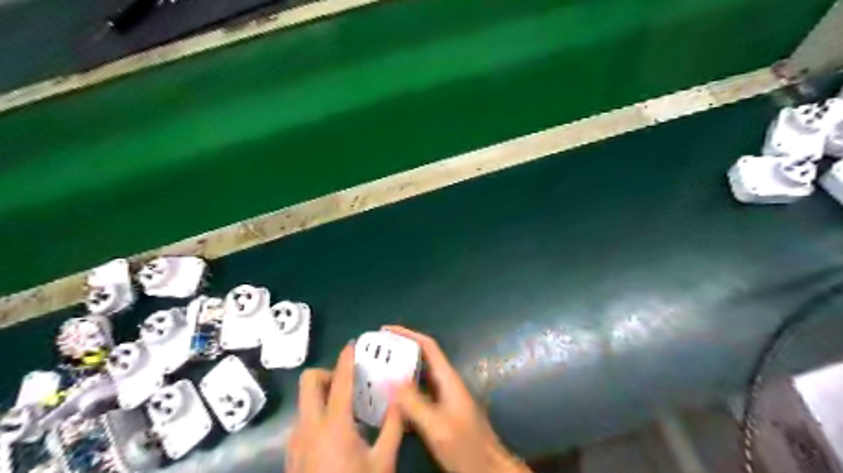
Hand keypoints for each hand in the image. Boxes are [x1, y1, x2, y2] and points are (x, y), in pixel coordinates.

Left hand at [289, 343, 403, 472]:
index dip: (346, 359)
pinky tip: (335, 434)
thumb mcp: (383, 462)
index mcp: (334, 425)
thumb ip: (393, 426)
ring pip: (304, 401)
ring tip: (346, 410)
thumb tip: (400, 399)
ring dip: (322, 395)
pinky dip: (317, 414)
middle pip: (309, 381)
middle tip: (348, 385)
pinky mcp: (291, 454)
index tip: (352, 345)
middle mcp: (309, 426)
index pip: (340, 381)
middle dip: (327, 374)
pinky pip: (302, 420)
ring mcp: (296, 440)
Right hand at [385, 327, 531, 472]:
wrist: (488, 468)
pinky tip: (388, 402)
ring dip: (399, 372)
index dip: (407, 334)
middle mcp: (446, 383)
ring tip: (376, 373)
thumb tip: (389, 378)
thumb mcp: (437, 425)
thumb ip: (414, 403)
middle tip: (375, 353)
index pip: (427, 345)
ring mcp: (444, 398)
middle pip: (421, 358)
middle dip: (399, 351)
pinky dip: (403, 393)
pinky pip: (418, 395)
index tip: (385, 330)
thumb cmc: (467, 446)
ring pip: (418, 378)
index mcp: (448, 378)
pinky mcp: (441, 412)